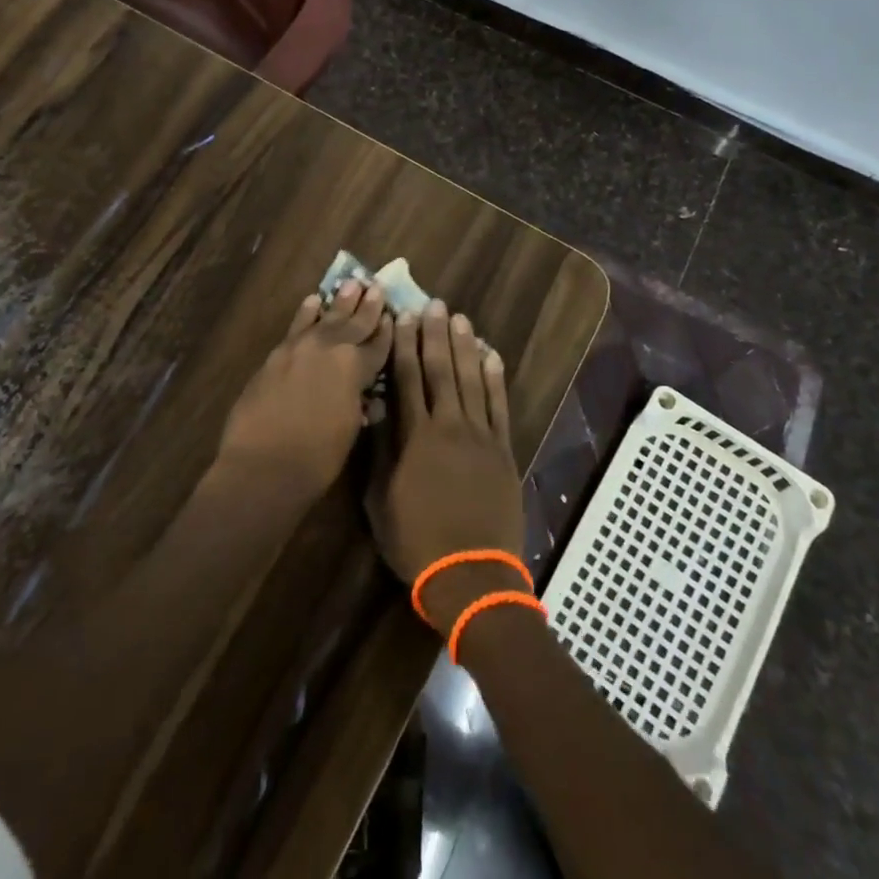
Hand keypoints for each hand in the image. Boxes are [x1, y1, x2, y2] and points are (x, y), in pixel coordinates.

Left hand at [217, 279, 392, 502]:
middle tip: (377, 286)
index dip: (388, 331)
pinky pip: (297, 326)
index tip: (395, 315)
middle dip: (368, 306)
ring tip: (352, 283)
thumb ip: (359, 403)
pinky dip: (307, 313)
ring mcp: (300, 347)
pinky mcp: (277, 354)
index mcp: (356, 367)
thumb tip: (367, 396)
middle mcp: (331, 348)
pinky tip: (313, 301)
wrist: (262, 465)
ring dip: (340, 302)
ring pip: (325, 317)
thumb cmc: (317, 458)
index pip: (379, 345)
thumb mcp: (350, 430)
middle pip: (354, 322)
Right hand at [368, 300, 526, 634]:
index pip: (406, 379)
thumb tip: (376, 409)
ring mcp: (480, 436)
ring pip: (471, 380)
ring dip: (464, 347)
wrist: (471, 574)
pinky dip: (495, 378)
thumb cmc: (416, 541)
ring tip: (459, 319)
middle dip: (435, 335)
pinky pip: (499, 406)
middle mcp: (448, 426)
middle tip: (433, 304)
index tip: (402, 317)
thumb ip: (378, 451)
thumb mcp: (380, 500)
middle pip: (440, 370)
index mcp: (415, 437)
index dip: (403, 345)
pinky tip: (492, 355)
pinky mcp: (503, 450)